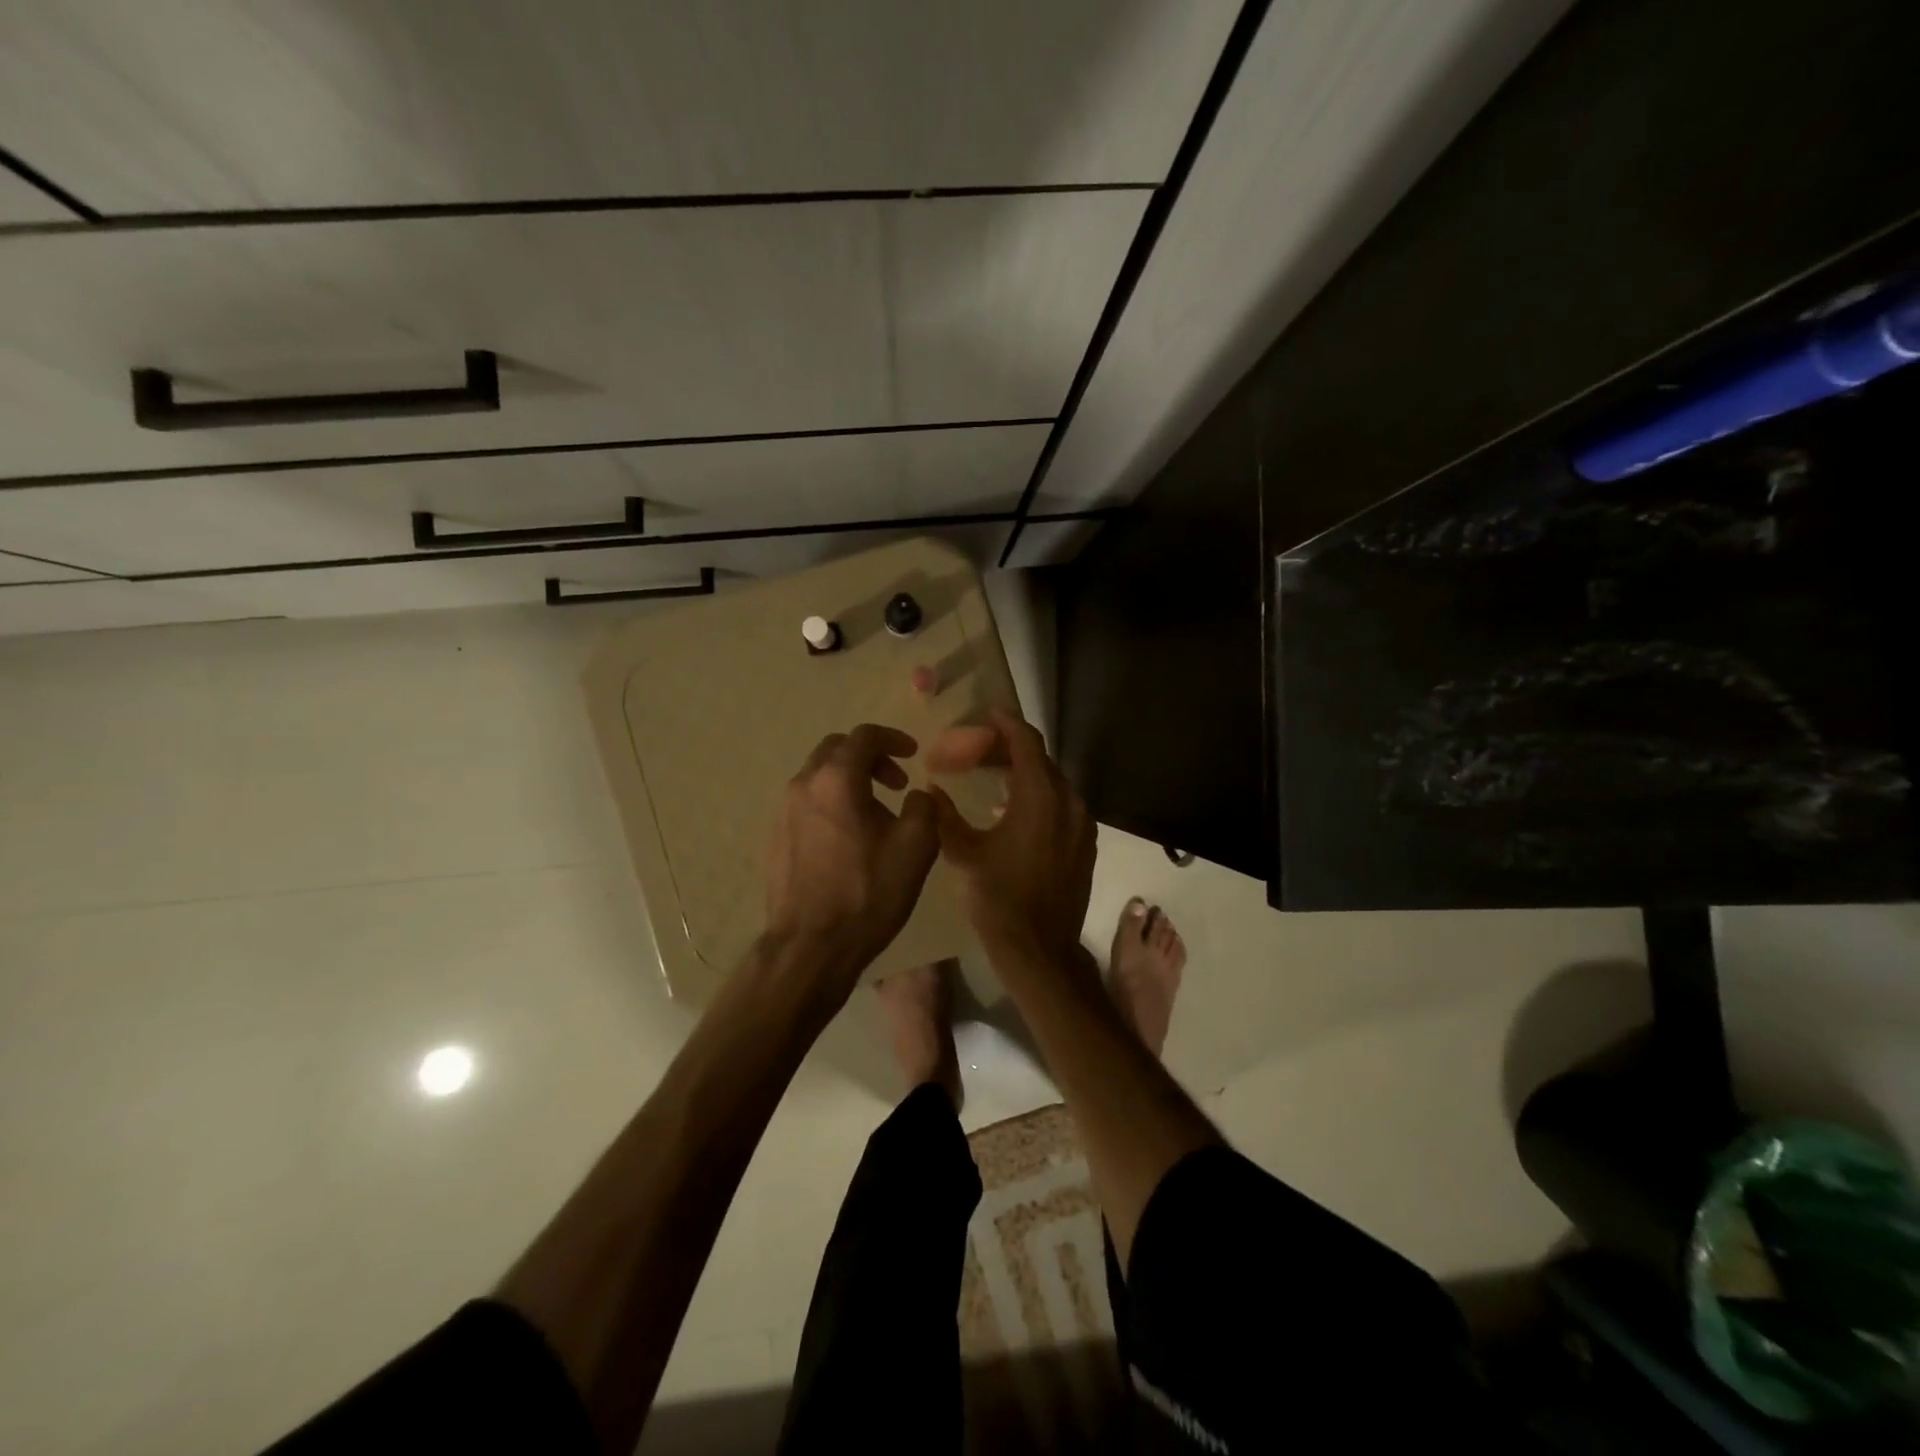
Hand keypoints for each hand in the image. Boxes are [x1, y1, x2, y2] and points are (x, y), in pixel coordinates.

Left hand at [763, 724, 939, 1006]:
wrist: (811, 946)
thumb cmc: (868, 893)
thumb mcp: (916, 847)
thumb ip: (923, 807)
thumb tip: (916, 796)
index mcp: (836, 780)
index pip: (864, 736)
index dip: (893, 739)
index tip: (913, 754)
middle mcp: (803, 785)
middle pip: (836, 749)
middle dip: (869, 757)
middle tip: (895, 782)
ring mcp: (783, 811)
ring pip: (818, 776)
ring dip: (849, 780)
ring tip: (875, 813)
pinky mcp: (775, 836)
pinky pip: (807, 802)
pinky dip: (831, 802)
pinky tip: (849, 836)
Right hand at [926, 709, 1095, 961]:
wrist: (1040, 949)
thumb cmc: (999, 898)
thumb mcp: (965, 854)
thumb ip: (945, 816)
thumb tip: (931, 791)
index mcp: (1041, 797)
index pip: (1027, 742)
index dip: (1007, 723)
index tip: (988, 713)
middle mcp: (1069, 802)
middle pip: (1042, 760)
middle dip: (1012, 749)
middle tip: (980, 748)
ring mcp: (1083, 824)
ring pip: (1054, 783)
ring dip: (1026, 773)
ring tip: (993, 777)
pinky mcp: (1086, 844)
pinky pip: (1062, 805)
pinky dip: (1040, 797)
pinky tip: (1013, 811)